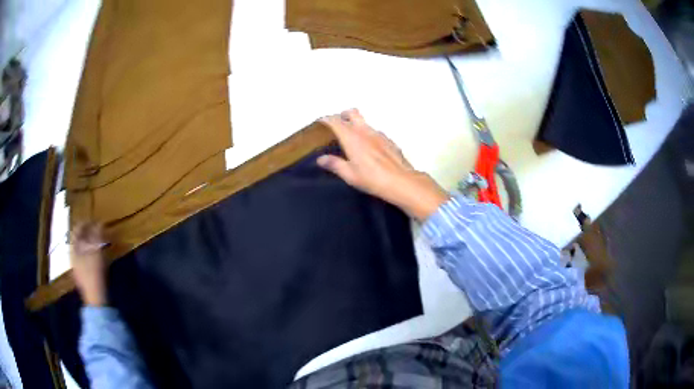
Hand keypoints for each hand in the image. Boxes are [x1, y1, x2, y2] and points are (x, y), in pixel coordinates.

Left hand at [70, 223, 107, 305]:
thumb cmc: (94, 273)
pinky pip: (84, 257)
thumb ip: (96, 236)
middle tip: (97, 229)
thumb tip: (99, 222)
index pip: (77, 229)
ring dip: (89, 243)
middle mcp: (72, 255)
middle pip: (78, 239)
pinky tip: (97, 255)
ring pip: (81, 249)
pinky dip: (90, 252)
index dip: (85, 222)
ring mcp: (76, 266)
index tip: (94, 219)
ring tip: (98, 241)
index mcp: (73, 248)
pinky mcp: (82, 274)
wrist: (95, 299)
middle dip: (87, 233)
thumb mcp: (96, 252)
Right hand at [318, 109, 448, 220]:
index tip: (321, 122)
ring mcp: (379, 134)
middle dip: (343, 115)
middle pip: (352, 113)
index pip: (335, 121)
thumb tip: (321, 159)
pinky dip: (368, 135)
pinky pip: (375, 133)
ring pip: (364, 122)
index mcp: (352, 137)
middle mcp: (365, 131)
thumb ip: (334, 164)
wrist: (401, 181)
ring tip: (352, 140)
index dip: (326, 119)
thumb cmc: (372, 179)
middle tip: (337, 125)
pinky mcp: (389, 141)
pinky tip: (369, 149)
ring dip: (356, 125)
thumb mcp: (349, 174)